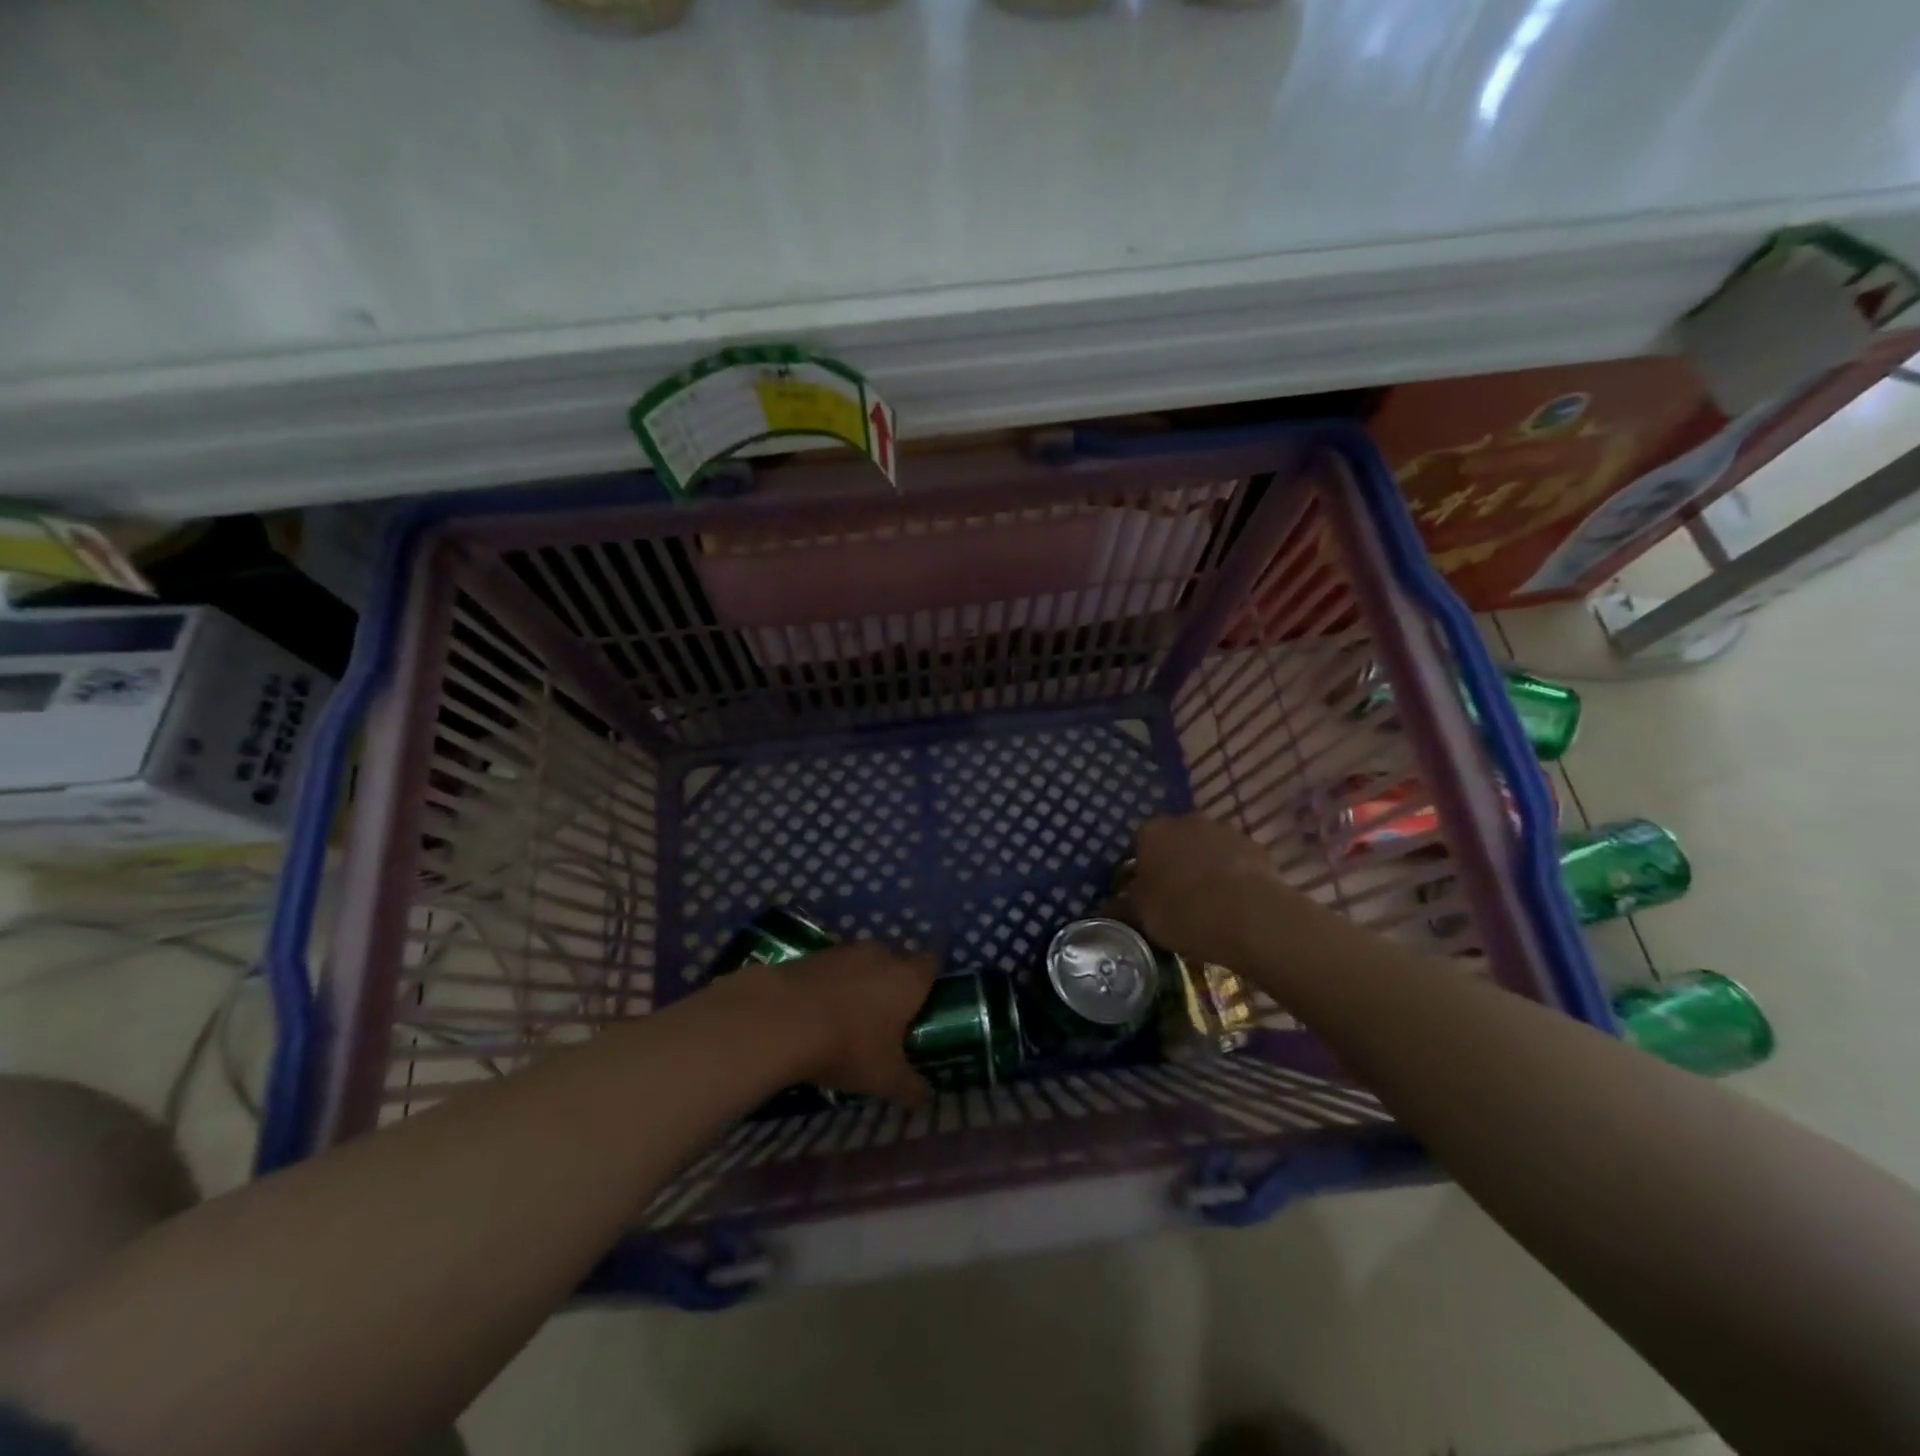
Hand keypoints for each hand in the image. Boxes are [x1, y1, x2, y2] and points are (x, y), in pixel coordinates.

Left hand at [768, 942, 937, 1105]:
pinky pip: (830, 969)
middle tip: (884, 1019)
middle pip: (895, 962)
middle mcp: (881, 955)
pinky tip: (815, 1013)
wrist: (783, 1019)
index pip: (931, 964)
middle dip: (891, 984)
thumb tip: (926, 1097)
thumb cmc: (849, 1045)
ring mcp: (844, 951)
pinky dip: (828, 985)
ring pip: (861, 964)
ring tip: (846, 1018)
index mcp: (909, 978)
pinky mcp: (812, 955)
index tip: (922, 1005)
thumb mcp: (885, 1078)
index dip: (928, 982)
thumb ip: (910, 1086)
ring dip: (857, 984)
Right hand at [1123, 814, 1297, 967]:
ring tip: (1206, 899)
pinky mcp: (1255, 846)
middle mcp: (1186, 821)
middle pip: (1174, 840)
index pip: (1138, 843)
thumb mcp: (1142, 915)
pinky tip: (1232, 901)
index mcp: (1152, 832)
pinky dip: (1231, 873)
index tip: (1142, 891)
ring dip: (1204, 865)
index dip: (1139, 868)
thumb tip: (1108, 905)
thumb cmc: (1182, 911)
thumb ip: (1124, 905)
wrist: (1248, 915)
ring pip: (1206, 847)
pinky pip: (1235, 859)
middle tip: (1173, 894)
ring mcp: (1224, 830)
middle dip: (1173, 861)